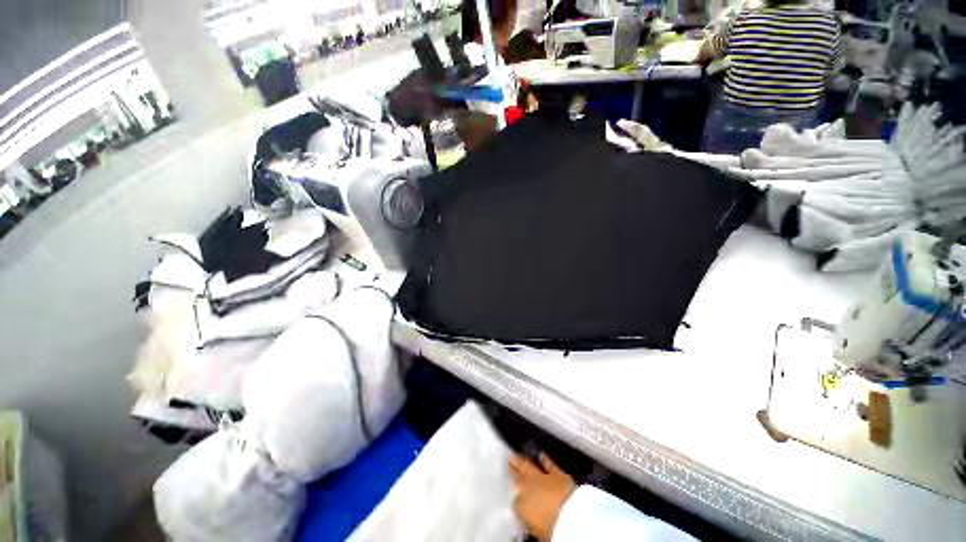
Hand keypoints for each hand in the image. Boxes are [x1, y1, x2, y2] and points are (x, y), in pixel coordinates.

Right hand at [509, 452, 576, 541]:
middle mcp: (529, 485)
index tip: (506, 476)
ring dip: (525, 461)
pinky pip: (550, 464)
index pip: (513, 491)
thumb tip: (520, 507)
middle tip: (511, 457)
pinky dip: (545, 459)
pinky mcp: (558, 475)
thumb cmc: (548, 528)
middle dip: (515, 465)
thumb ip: (524, 512)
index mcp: (521, 501)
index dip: (510, 483)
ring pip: (531, 466)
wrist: (568, 518)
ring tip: (519, 455)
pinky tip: (541, 454)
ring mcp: (544, 477)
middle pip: (520, 473)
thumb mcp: (531, 525)